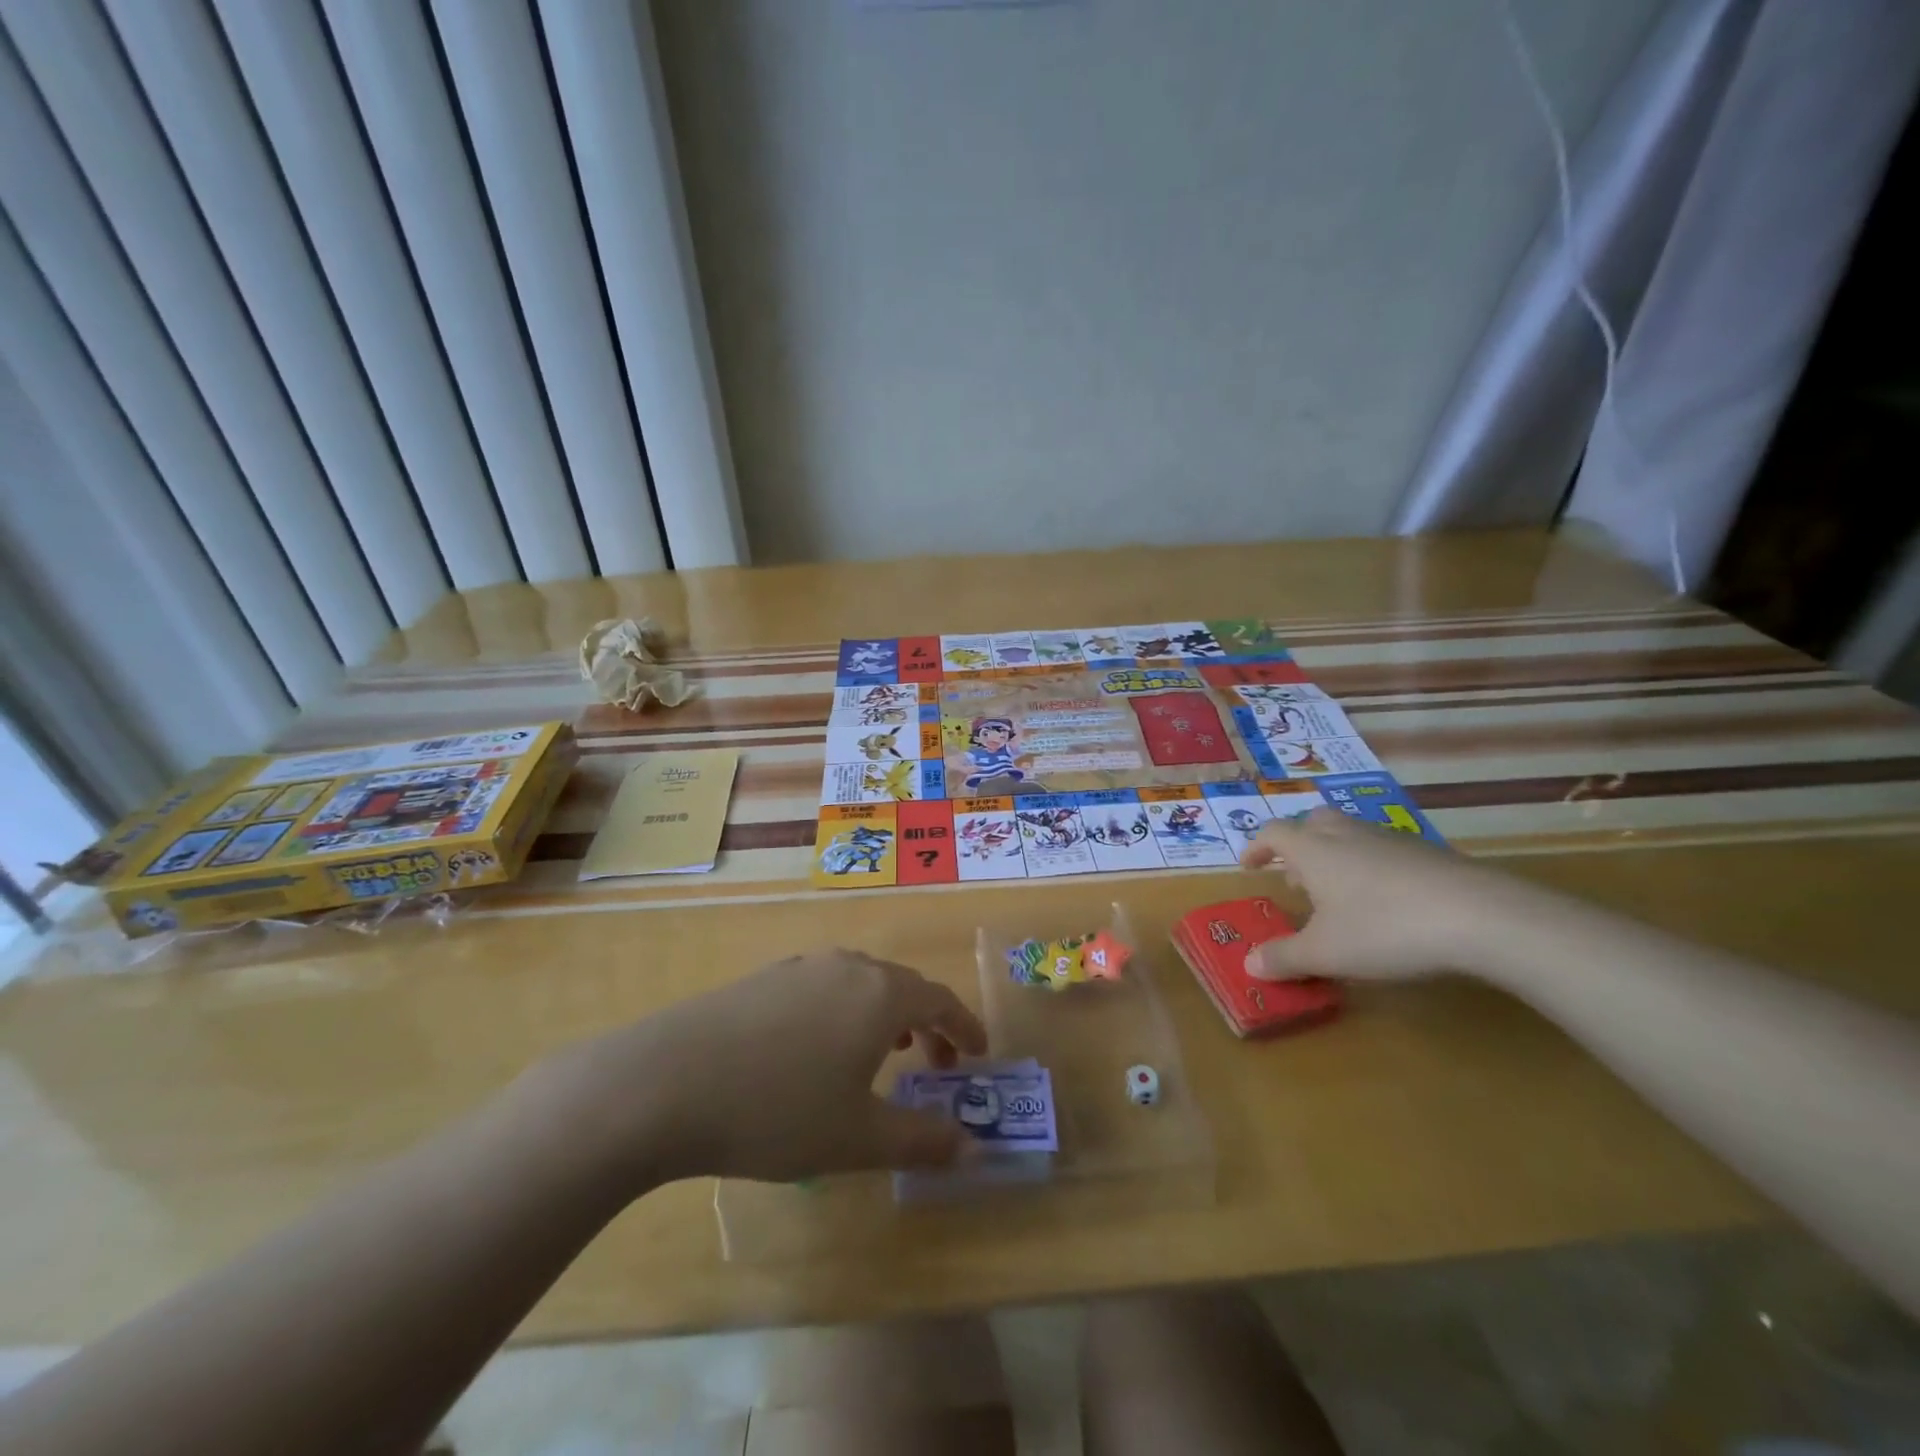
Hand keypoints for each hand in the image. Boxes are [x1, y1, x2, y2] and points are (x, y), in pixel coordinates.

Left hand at [549, 950, 988, 1188]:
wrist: (665, 1082)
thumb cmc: (777, 1110)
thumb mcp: (857, 1138)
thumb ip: (922, 1140)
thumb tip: (971, 1147)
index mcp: (880, 994)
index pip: (940, 999)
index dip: (964, 1026)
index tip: (978, 1053)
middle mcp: (847, 966)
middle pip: (903, 985)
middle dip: (927, 1022)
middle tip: (936, 1061)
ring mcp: (801, 966)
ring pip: (861, 982)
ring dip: (885, 1013)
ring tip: (884, 1050)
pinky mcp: (764, 977)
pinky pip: (824, 985)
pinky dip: (844, 1010)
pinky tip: (819, 1046)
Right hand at [1238, 809, 1542, 981]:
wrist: (1480, 916)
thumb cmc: (1383, 928)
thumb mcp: (1326, 953)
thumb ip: (1284, 957)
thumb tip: (1249, 965)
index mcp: (1313, 850)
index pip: (1273, 833)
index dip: (1257, 847)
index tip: (1249, 867)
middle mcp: (1347, 835)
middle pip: (1313, 823)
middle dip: (1299, 845)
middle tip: (1296, 878)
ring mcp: (1390, 840)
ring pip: (1351, 836)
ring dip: (1335, 857)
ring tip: (1339, 895)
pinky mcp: (1428, 854)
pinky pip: (1385, 852)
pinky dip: (1371, 869)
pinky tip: (1386, 904)